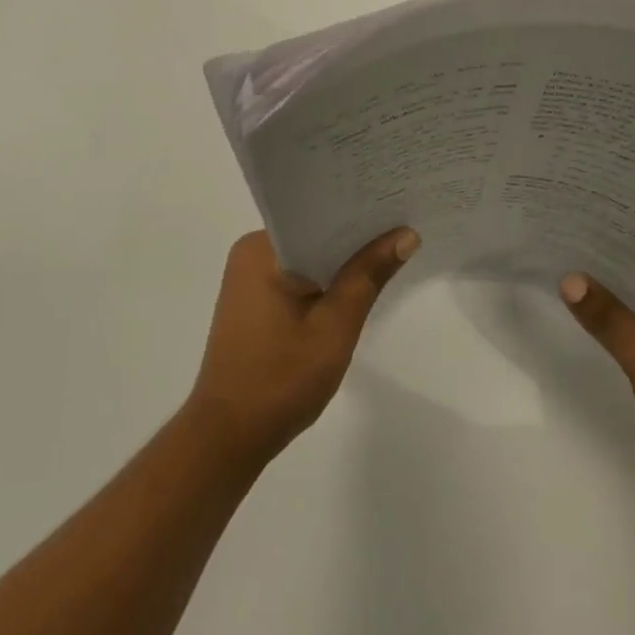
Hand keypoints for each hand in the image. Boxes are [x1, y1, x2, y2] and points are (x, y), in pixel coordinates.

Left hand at [186, 228, 419, 465]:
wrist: (230, 434)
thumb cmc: (281, 378)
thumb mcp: (335, 326)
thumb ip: (368, 276)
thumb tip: (405, 234)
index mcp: (261, 249)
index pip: (316, 214)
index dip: (357, 209)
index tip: (396, 200)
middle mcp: (250, 254)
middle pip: (313, 233)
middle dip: (354, 235)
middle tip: (404, 224)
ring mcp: (249, 279)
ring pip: (307, 257)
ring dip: (341, 261)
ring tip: (391, 247)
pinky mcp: (254, 303)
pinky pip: (297, 277)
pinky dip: (325, 281)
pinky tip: (357, 284)